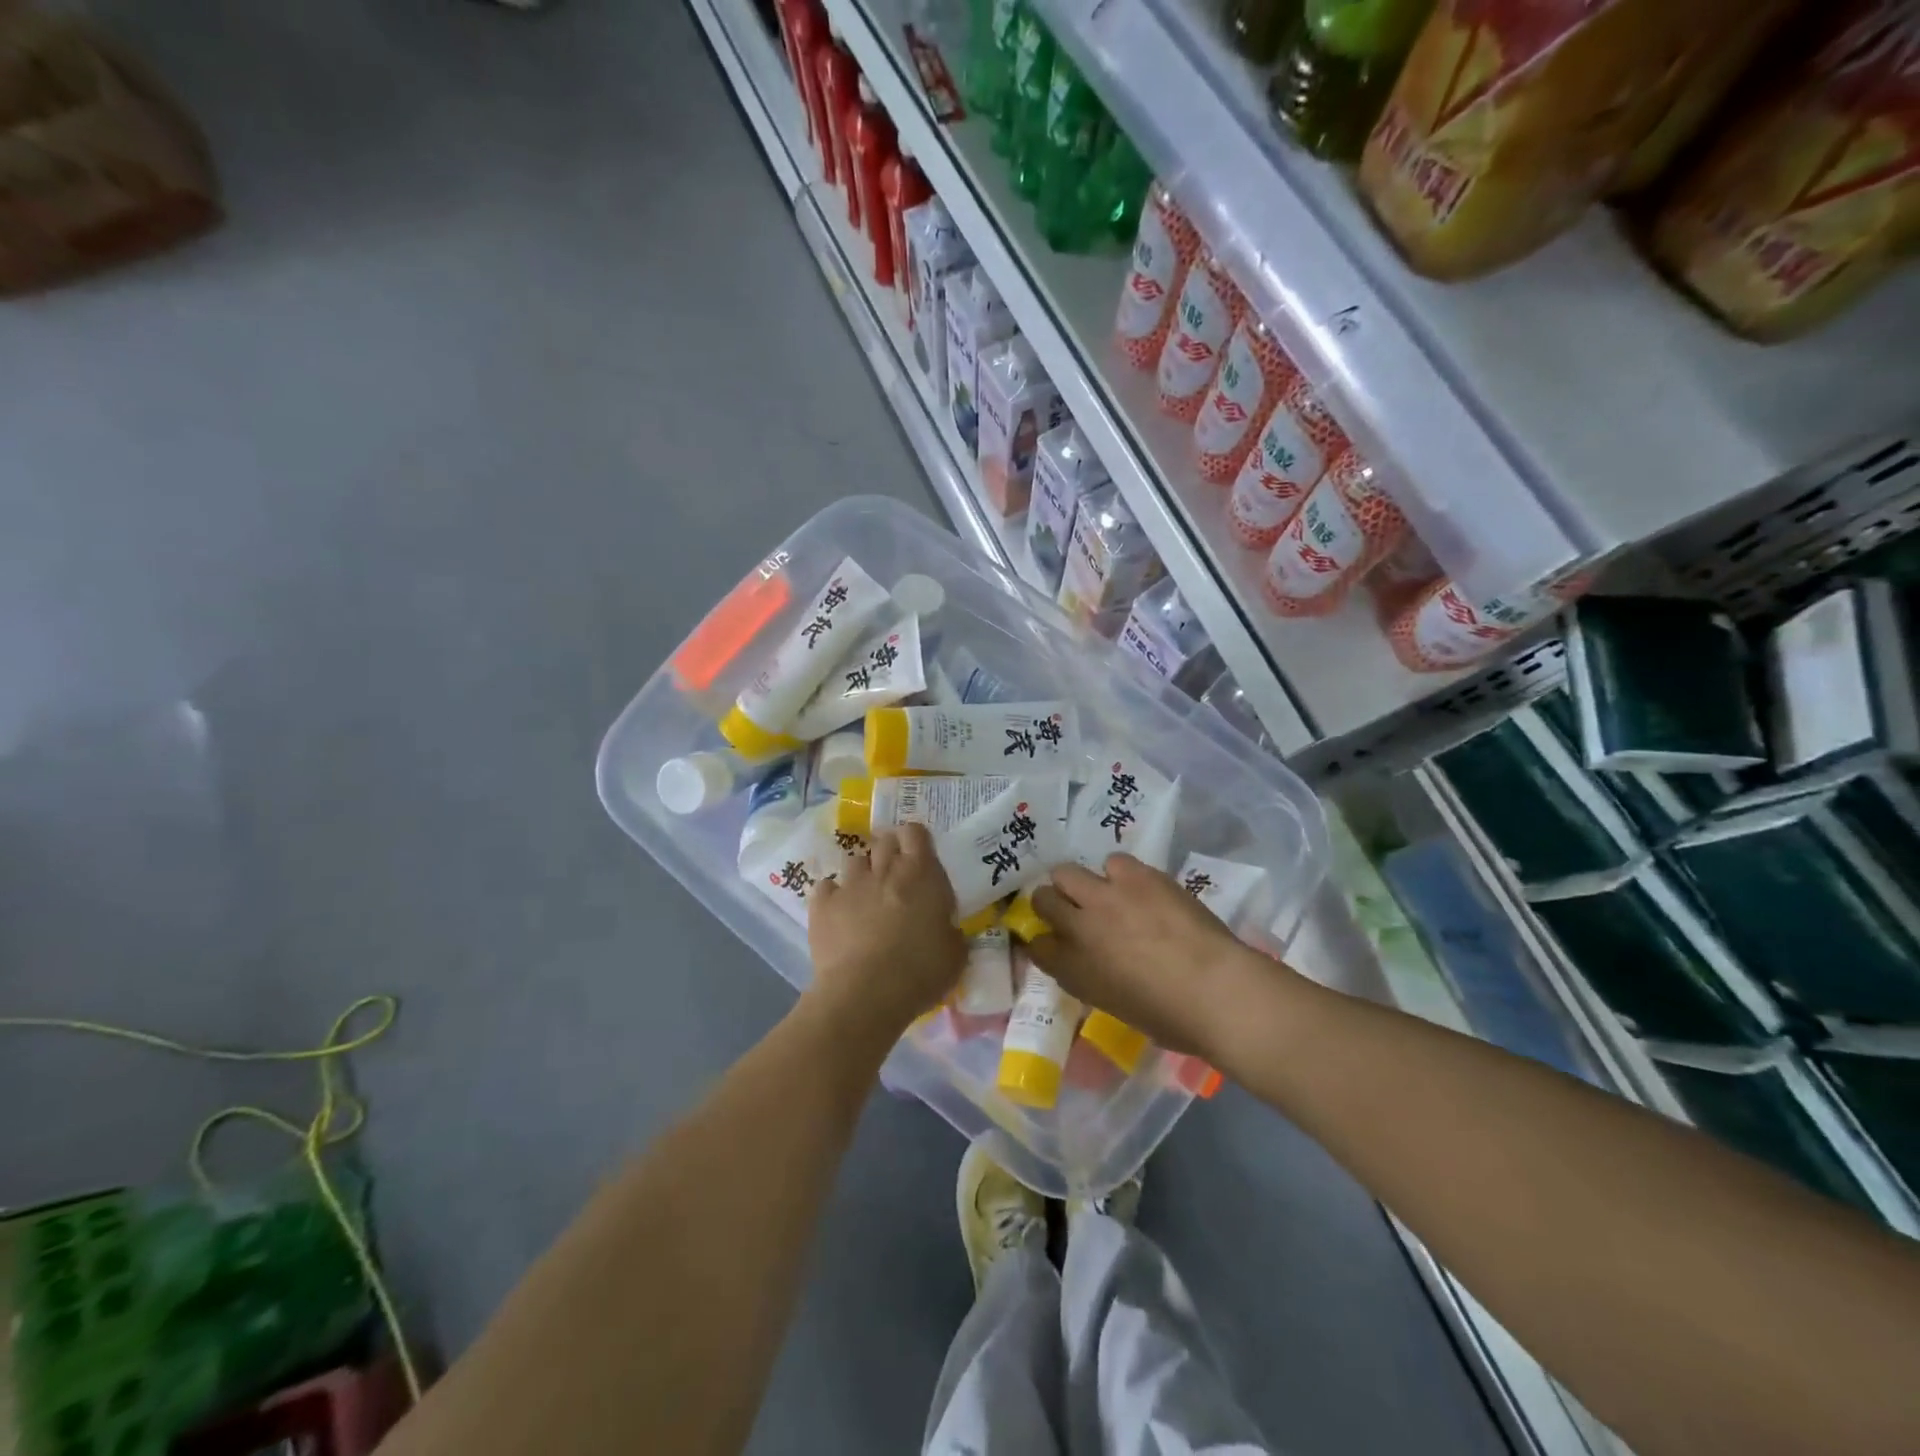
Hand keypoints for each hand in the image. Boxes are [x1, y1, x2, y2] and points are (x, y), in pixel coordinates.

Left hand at [804, 824, 965, 1044]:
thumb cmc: (920, 972)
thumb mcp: (955, 954)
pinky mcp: (822, 904)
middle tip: (895, 876)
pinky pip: (826, 887)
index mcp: (921, 874)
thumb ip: (951, 931)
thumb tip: (947, 928)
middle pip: (884, 841)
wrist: (866, 994)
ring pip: (854, 861)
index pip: (915, 832)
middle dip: (889, 852)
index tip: (919, 856)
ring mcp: (850, 884)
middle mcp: (884, 869)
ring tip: (866, 896)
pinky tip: (838, 913)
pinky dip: (833, 896)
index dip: (916, 840)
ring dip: (862, 873)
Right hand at [1028, 854, 1284, 1057]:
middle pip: (1042, 899)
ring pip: (1066, 872)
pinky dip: (1121, 874)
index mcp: (1072, 970)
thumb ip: (1094, 978)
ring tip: (1105, 892)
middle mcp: (1078, 928)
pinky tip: (1138, 887)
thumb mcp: (1117, 1007)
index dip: (1044, 941)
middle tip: (1074, 910)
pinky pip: (1113, 862)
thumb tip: (1096, 963)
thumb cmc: (1172, 1018)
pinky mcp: (1135, 876)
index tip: (1057, 943)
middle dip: (1052, 903)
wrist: (1215, 990)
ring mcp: (1105, 897)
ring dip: (1081, 883)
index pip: (1035, 946)